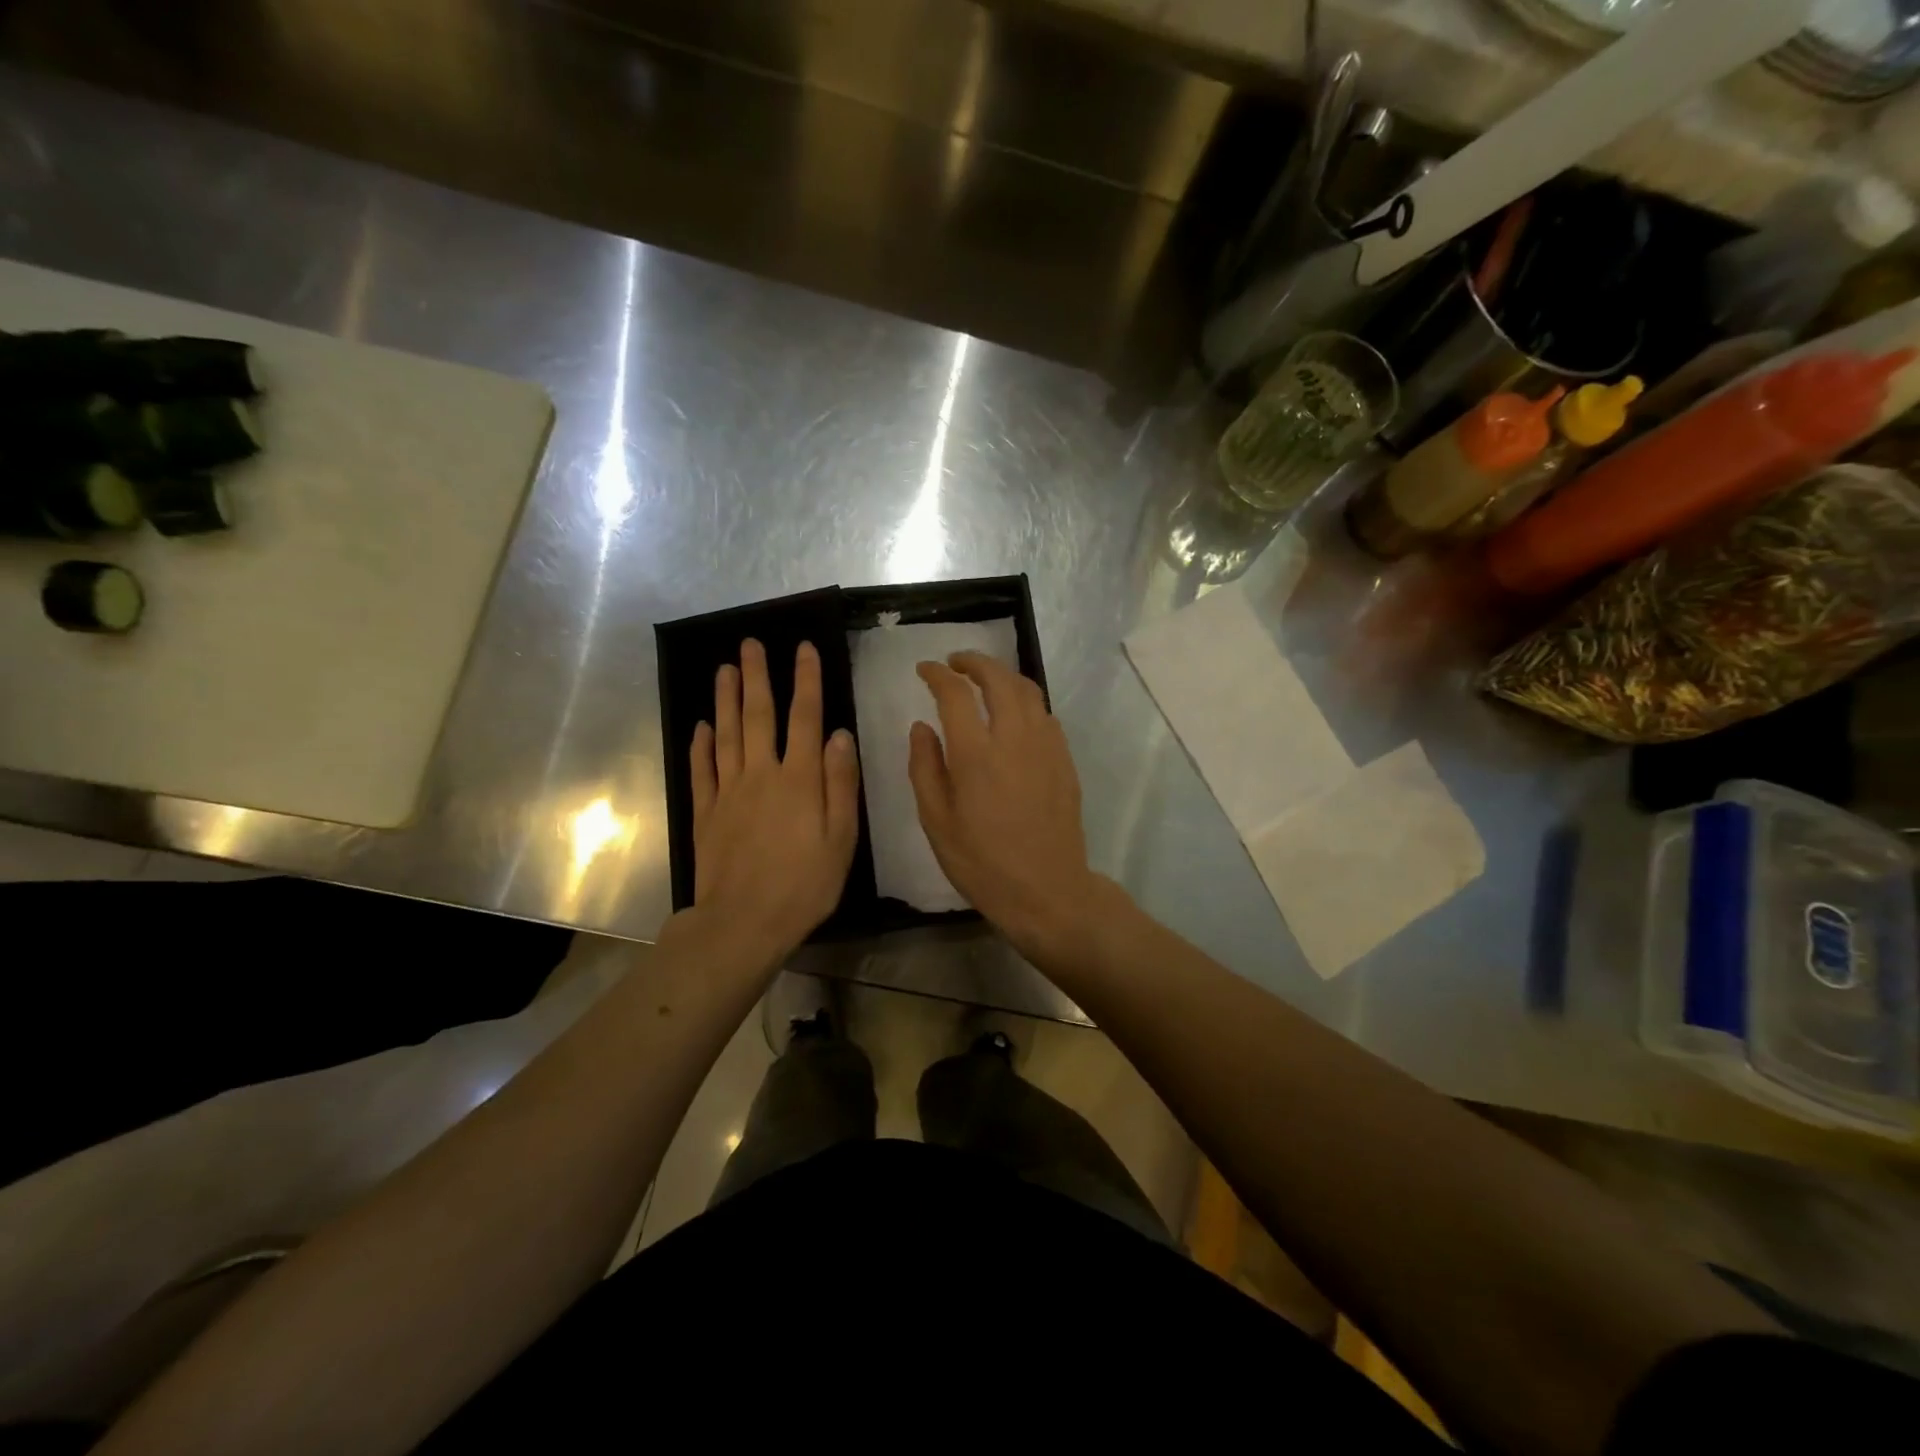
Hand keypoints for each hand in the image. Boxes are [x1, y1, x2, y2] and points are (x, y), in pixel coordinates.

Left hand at [688, 639, 860, 968]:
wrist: (744, 922)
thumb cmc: (805, 884)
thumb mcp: (842, 838)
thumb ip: (841, 783)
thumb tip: (840, 734)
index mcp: (800, 779)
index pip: (806, 718)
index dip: (806, 681)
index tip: (803, 648)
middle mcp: (761, 774)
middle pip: (758, 716)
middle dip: (757, 677)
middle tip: (750, 643)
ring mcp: (728, 792)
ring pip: (726, 735)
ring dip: (725, 699)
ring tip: (724, 669)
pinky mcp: (706, 813)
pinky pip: (702, 770)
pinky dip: (701, 745)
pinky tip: (701, 726)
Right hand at [907, 652, 1112, 966]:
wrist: (1047, 890)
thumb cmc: (982, 863)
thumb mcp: (936, 822)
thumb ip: (925, 767)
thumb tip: (921, 726)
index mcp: (976, 754)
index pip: (955, 693)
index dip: (938, 674)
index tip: (925, 669)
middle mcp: (1014, 738)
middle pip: (999, 678)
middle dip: (974, 662)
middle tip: (955, 663)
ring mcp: (1046, 746)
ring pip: (1028, 690)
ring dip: (1003, 676)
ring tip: (985, 680)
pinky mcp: (1064, 759)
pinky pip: (1045, 713)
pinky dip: (1025, 701)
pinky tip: (1013, 715)